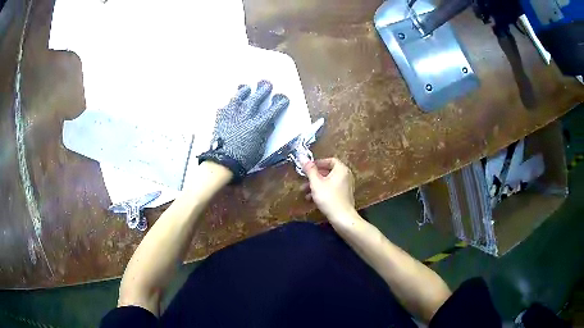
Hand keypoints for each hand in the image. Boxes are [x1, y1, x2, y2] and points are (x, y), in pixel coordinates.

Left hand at [199, 80, 288, 180]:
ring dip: (243, 91)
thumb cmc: (244, 159)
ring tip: (246, 87)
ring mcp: (232, 115)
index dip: (279, 103)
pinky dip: (229, 104)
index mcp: (258, 125)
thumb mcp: (260, 148)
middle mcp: (245, 116)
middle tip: (266, 83)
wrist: (222, 162)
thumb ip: (265, 133)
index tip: (282, 97)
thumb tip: (269, 123)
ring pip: (238, 98)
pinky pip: (225, 106)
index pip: (272, 110)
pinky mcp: (220, 118)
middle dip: (262, 90)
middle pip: (255, 99)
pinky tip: (230, 103)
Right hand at [302, 158, 355, 219]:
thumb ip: (309, 170)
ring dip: (316, 185)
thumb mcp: (316, 183)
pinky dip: (322, 191)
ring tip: (304, 192)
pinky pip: (331, 189)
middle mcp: (346, 176)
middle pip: (328, 171)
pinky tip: (311, 199)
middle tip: (304, 180)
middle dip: (314, 176)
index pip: (330, 160)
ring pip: (328, 181)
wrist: (342, 218)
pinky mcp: (344, 196)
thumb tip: (302, 156)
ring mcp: (346, 186)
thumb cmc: (329, 198)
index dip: (318, 163)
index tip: (308, 168)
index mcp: (341, 169)